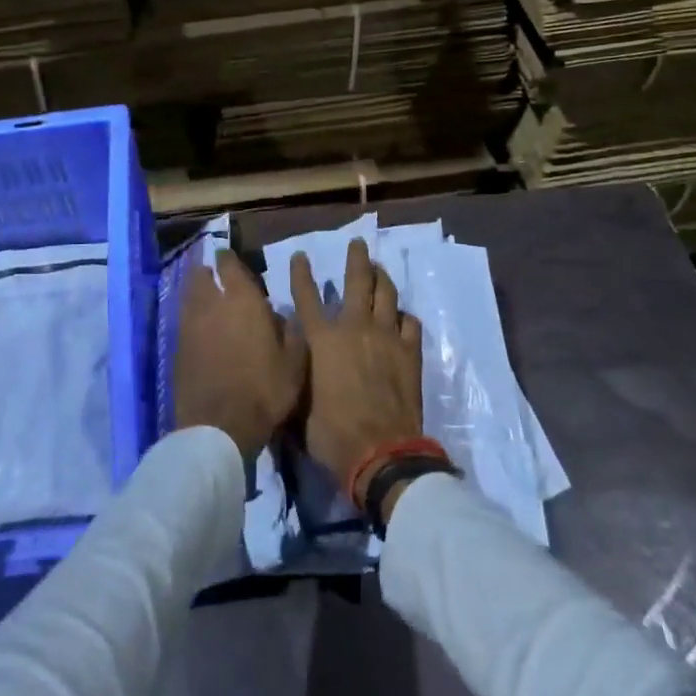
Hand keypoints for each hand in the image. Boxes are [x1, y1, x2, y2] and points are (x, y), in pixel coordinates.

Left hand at [175, 250, 306, 461]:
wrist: (219, 427)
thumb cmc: (264, 390)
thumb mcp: (294, 363)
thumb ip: (290, 331)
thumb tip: (281, 315)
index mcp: (243, 300)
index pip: (229, 265)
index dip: (228, 259)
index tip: (228, 256)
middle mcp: (212, 305)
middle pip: (200, 276)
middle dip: (206, 272)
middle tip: (215, 275)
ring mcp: (189, 326)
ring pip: (189, 296)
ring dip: (196, 292)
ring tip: (206, 298)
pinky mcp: (177, 348)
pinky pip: (183, 321)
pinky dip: (190, 317)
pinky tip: (200, 328)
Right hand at [290, 238, 422, 492]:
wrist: (380, 452)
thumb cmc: (330, 433)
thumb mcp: (298, 405)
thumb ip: (295, 377)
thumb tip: (286, 365)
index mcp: (321, 339)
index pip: (306, 297)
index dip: (301, 274)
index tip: (301, 256)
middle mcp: (354, 328)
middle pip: (357, 281)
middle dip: (356, 258)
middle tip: (358, 243)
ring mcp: (386, 337)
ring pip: (387, 294)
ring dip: (382, 278)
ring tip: (379, 269)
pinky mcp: (410, 352)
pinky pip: (409, 323)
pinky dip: (403, 317)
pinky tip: (401, 318)